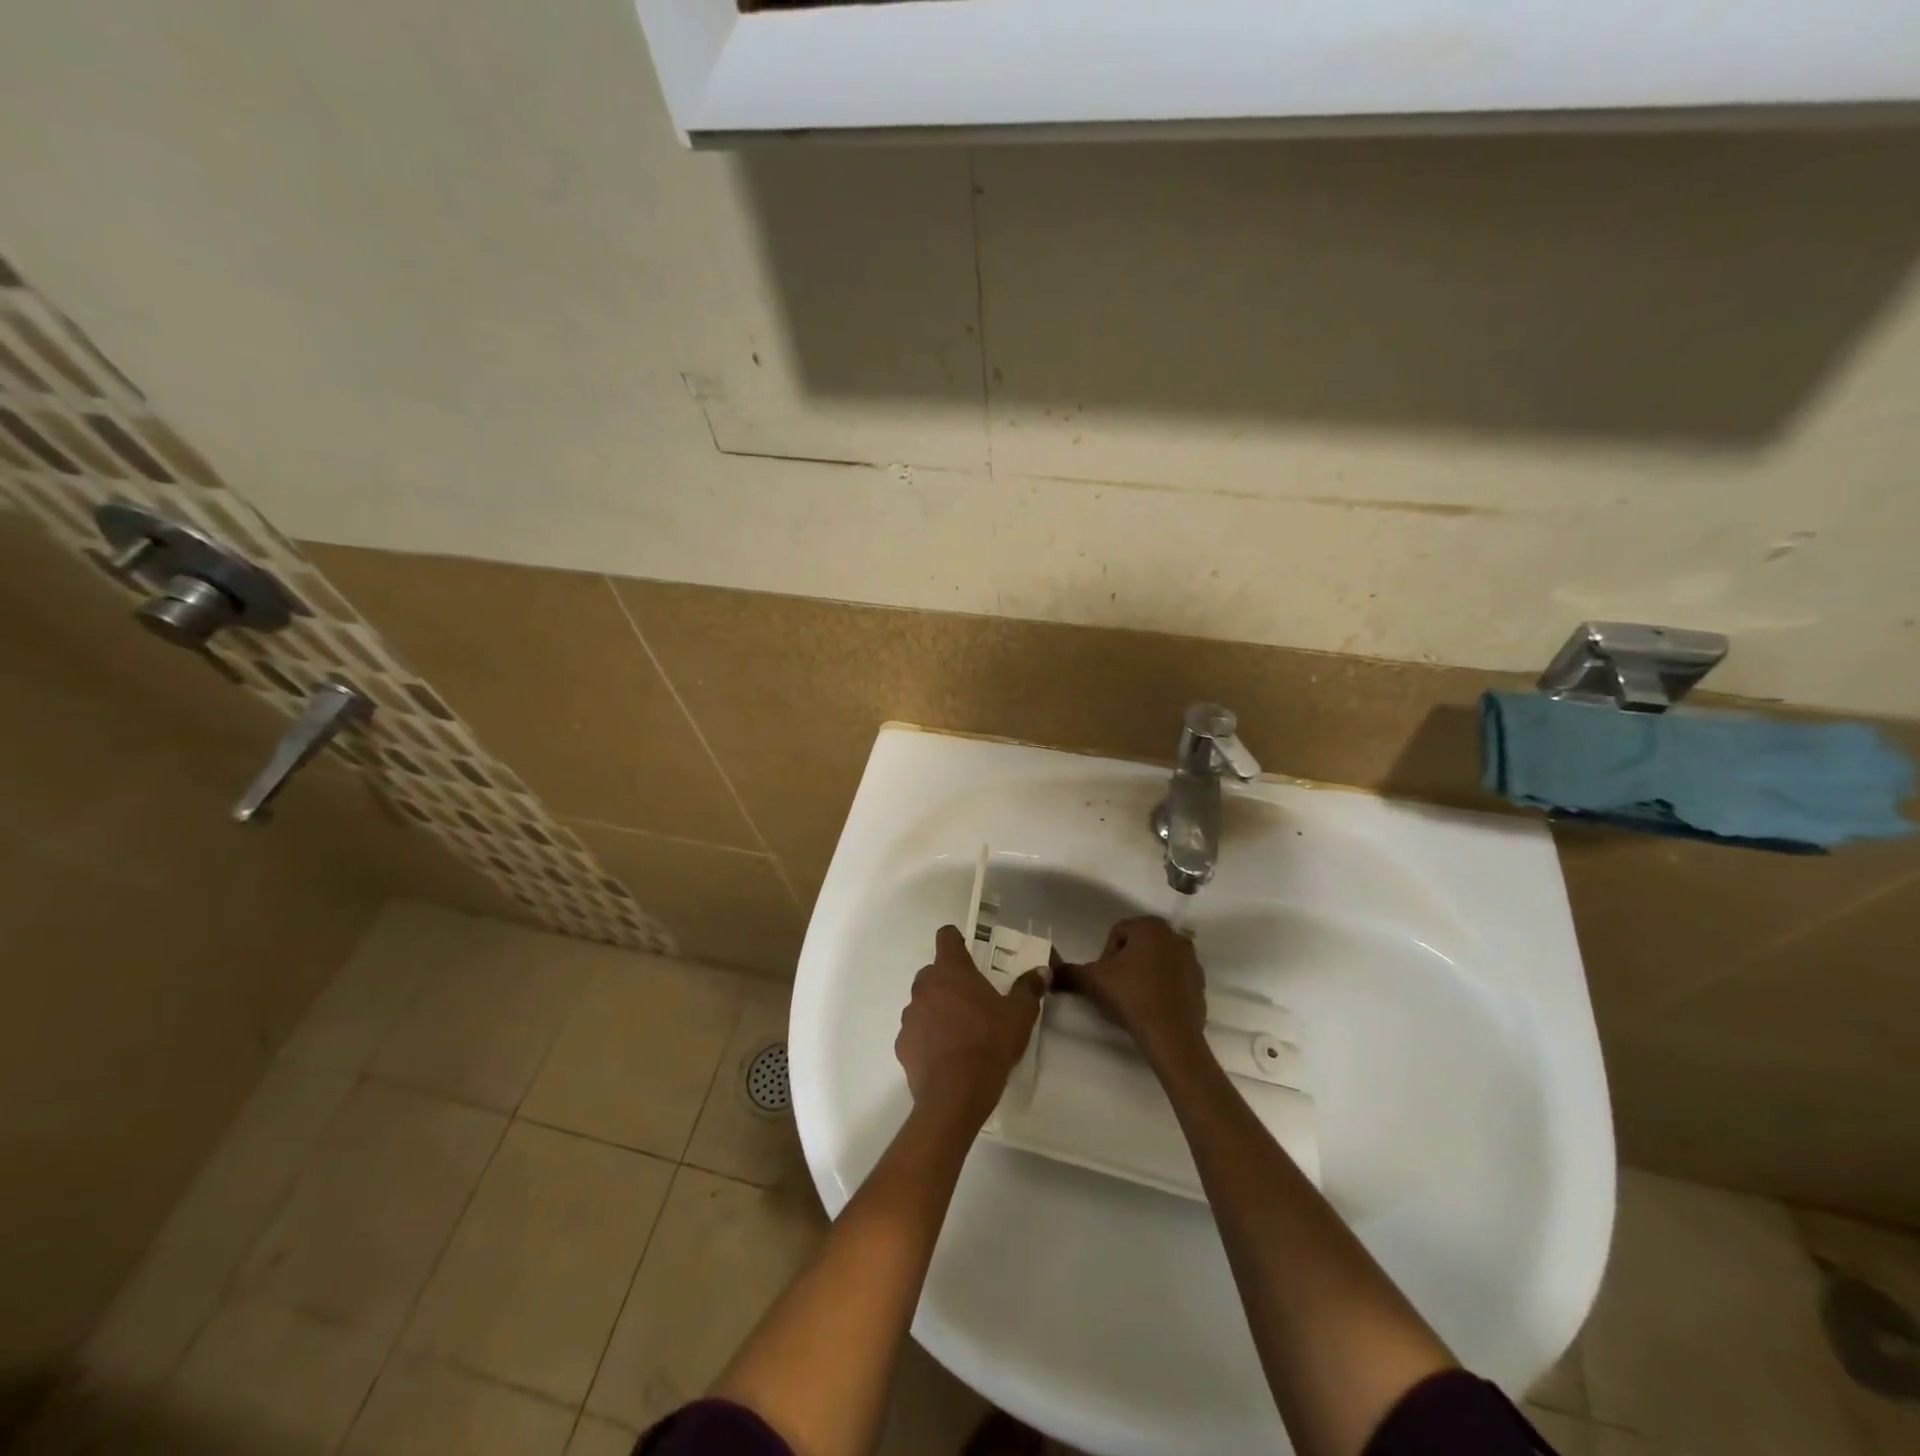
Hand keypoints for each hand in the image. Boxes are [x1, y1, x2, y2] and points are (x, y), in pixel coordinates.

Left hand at [896, 925, 1044, 1120]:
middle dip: (949, 980)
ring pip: (923, 1002)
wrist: (955, 1094)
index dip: (956, 940)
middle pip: (933, 972)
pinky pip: (916, 1032)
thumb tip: (1042, 970)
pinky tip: (945, 1055)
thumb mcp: (1020, 1015)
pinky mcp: (902, 1044)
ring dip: (936, 1009)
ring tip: (959, 1031)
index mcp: (951, 971)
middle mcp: (925, 986)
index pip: (946, 937)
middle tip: (972, 1000)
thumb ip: (1029, 988)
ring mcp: (910, 1015)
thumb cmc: (989, 1043)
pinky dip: (927, 1037)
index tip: (968, 951)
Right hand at [1058, 916, 1207, 1068]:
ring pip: (1156, 961)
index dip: (1105, 955)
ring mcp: (1191, 960)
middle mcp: (1174, 936)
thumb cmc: (1131, 997)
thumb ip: (1069, 972)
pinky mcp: (1200, 984)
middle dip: (1125, 963)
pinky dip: (1161, 987)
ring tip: (1133, 999)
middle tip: (1116, 988)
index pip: (1118, 932)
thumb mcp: (1092, 981)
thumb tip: (1048, 970)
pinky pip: (1173, 979)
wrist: (1171, 1036)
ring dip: (1143, 974)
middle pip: (1138, 945)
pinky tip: (1152, 1007)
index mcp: (1150, 927)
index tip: (1105, 978)